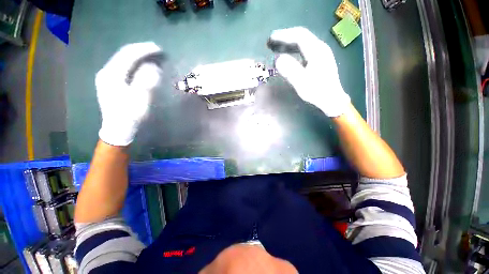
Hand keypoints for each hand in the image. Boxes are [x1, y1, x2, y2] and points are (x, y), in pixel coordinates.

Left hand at [96, 42, 162, 145]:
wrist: (118, 128)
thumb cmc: (130, 114)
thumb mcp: (140, 98)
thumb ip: (146, 81)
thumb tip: (153, 67)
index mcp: (112, 75)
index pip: (128, 55)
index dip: (144, 50)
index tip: (158, 49)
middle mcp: (107, 72)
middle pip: (124, 55)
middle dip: (141, 51)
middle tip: (156, 50)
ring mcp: (107, 77)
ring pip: (123, 60)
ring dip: (138, 57)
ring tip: (151, 56)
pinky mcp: (111, 82)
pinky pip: (123, 67)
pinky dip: (134, 64)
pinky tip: (142, 66)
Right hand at [268, 27, 349, 116]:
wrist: (331, 99)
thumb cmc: (317, 92)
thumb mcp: (302, 83)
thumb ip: (290, 70)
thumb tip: (277, 59)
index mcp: (317, 51)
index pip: (299, 36)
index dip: (283, 35)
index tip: (270, 39)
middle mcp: (320, 48)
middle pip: (301, 36)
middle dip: (285, 37)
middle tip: (270, 43)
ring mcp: (321, 53)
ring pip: (303, 43)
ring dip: (288, 43)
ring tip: (276, 48)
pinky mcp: (319, 59)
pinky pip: (304, 49)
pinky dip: (293, 50)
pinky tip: (287, 55)